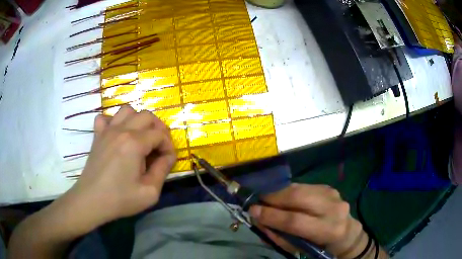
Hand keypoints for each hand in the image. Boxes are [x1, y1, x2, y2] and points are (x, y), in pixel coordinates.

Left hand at [66, 105, 175, 227]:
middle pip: (147, 116)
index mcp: (135, 143)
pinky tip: (117, 135)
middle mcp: (121, 130)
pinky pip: (105, 118)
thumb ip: (163, 170)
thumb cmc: (120, 199)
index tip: (168, 161)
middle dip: (158, 129)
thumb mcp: (149, 192)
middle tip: (158, 147)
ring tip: (140, 137)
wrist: (91, 201)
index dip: (169, 146)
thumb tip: (168, 157)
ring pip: (127, 111)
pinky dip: (114, 122)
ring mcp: (107, 131)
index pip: (160, 134)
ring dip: (138, 121)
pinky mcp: (97, 136)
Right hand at [249, 183, 364, 257]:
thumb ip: (279, 235)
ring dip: (279, 192)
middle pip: (298, 197)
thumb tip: (259, 220)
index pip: (295, 221)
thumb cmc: (320, 246)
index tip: (252, 211)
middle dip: (273, 197)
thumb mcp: (300, 248)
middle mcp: (333, 208)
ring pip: (300, 188)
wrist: (346, 233)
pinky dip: (289, 191)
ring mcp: (333, 194)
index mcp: (328, 230)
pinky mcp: (329, 187)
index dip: (271, 216)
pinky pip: (304, 186)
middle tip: (258, 200)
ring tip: (267, 198)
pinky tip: (283, 197)